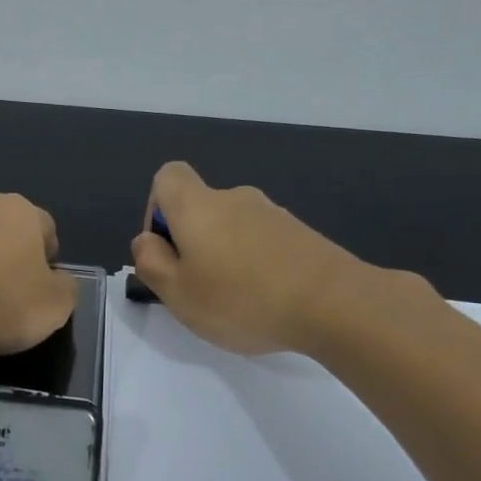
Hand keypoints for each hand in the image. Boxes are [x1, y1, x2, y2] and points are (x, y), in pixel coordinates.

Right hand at [131, 162, 428, 354]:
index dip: (155, 209)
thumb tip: (146, 240)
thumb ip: (150, 262)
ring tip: (236, 302)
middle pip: (201, 208)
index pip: (167, 176)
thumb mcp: (177, 292)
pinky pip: (263, 243)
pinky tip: (268, 301)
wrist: (335, 304)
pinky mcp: (302, 235)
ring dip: (225, 256)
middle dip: (192, 243)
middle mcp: (235, 199)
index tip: (165, 249)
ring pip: (233, 228)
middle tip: (197, 290)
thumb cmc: (241, 299)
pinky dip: (256, 265)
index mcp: (198, 206)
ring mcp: (274, 214)